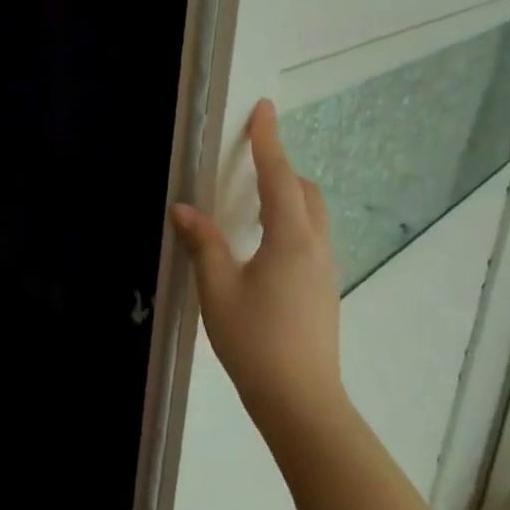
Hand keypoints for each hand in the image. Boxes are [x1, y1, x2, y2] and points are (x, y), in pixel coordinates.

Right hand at [170, 99, 346, 441]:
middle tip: (249, 162)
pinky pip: (311, 237)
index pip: (278, 176)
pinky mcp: (324, 289)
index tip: (263, 108)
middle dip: (280, 168)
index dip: (268, 141)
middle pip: (305, 191)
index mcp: (290, 238)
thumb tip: (184, 208)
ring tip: (253, 201)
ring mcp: (325, 269)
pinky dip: (291, 221)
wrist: (301, 400)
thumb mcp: (217, 289)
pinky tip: (264, 245)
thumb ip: (203, 243)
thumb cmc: (255, 340)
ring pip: (312, 215)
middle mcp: (315, 246)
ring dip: (288, 196)